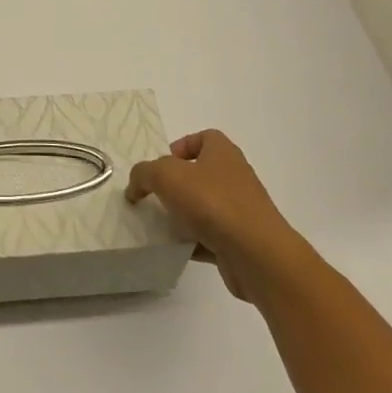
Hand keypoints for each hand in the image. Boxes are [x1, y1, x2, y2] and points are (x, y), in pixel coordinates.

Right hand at [126, 130, 297, 300]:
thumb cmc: (212, 202)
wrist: (256, 255)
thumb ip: (143, 174)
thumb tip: (135, 186)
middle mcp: (235, 177)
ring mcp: (241, 211)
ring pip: (205, 207)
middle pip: (201, 174)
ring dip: (183, 215)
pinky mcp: (241, 241)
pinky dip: (193, 242)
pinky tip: (176, 248)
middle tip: (155, 196)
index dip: (181, 147)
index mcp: (223, 153)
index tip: (161, 166)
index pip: (204, 138)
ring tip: (160, 224)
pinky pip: (211, 237)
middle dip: (176, 185)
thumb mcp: (165, 175)